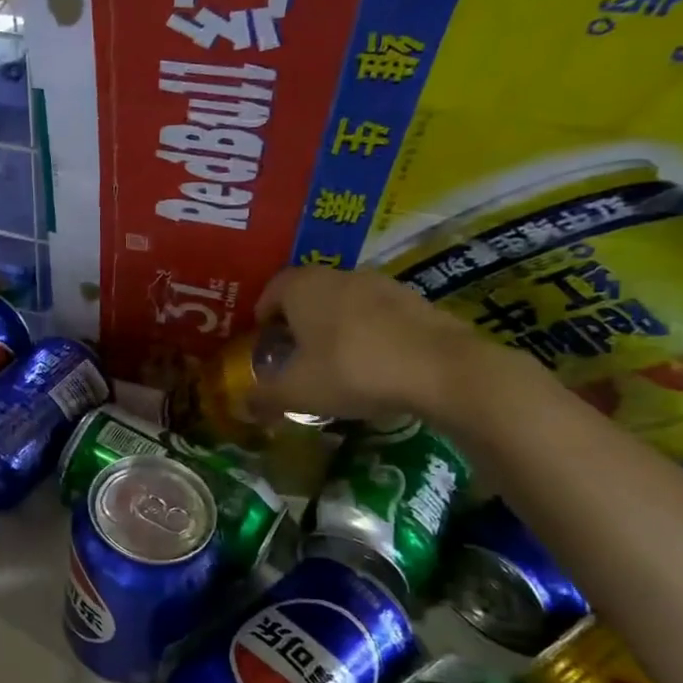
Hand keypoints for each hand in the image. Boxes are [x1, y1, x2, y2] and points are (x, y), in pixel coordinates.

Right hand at [249, 266, 481, 421]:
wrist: (440, 368)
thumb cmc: (352, 371)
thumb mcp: (298, 393)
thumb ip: (265, 398)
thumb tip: (242, 406)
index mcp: (302, 288)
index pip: (272, 290)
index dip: (264, 313)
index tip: (264, 339)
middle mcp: (338, 275)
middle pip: (308, 292)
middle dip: (298, 319)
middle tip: (294, 351)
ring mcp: (381, 284)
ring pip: (344, 300)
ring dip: (335, 323)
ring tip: (334, 359)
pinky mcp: (415, 300)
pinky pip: (377, 313)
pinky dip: (368, 331)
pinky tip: (373, 362)